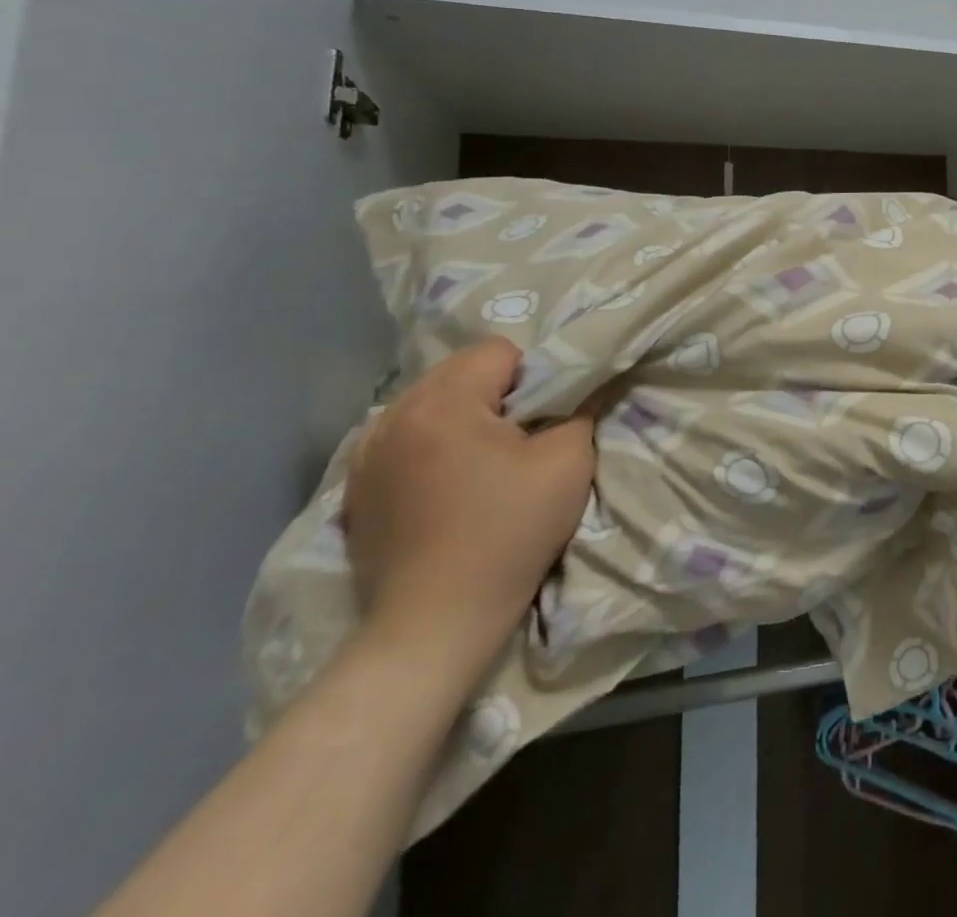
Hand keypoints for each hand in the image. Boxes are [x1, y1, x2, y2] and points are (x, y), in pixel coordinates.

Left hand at [344, 338, 595, 671]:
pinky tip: (445, 484)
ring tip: (480, 461)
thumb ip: (579, 410)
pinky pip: (402, 438)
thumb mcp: (569, 462)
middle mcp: (393, 417)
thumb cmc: (508, 533)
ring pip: (428, 402)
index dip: (533, 377)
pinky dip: (429, 445)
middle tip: (519, 439)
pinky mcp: (356, 489)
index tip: (542, 421)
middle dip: (495, 392)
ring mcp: (365, 455)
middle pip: (458, 371)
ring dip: (460, 416)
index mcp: (442, 404)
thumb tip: (582, 390)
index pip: (498, 351)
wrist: (435, 623)